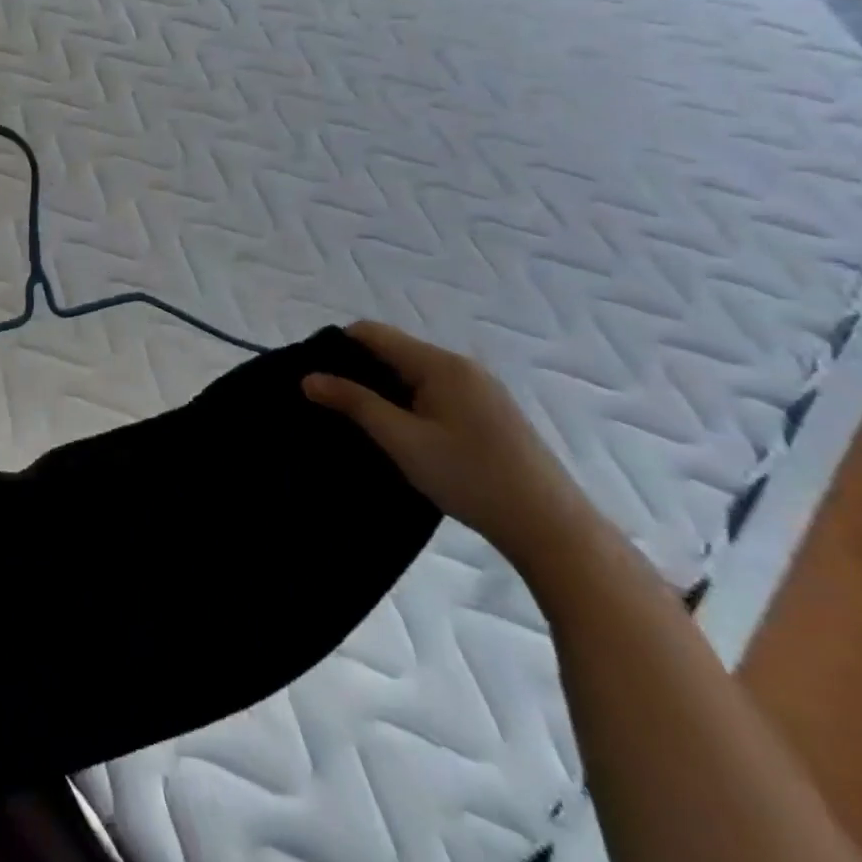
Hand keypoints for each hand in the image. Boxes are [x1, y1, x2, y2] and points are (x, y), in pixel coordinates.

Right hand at [304, 322, 602, 572]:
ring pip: (413, 374)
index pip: (372, 333)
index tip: (312, 374)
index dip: (336, 346)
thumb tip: (309, 378)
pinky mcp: (490, 413)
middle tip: (328, 400)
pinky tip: (400, 432)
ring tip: (357, 418)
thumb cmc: (470, 477)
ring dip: (382, 388)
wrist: (552, 528)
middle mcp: (461, 367)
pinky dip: (407, 401)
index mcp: (440, 364)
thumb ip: (354, 403)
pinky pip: (434, 392)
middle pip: (393, 351)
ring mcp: (480, 390)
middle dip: (357, 369)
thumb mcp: (402, 440)